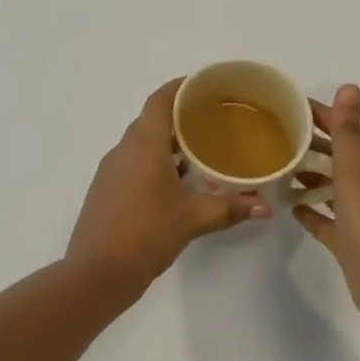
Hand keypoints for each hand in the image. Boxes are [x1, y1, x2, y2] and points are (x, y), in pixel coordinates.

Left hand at [67, 79, 271, 290]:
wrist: (95, 275)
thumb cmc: (145, 236)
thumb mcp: (192, 220)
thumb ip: (230, 208)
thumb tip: (265, 207)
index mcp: (143, 146)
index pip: (160, 100)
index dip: (180, 87)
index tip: (204, 85)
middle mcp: (123, 150)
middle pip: (151, 118)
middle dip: (180, 114)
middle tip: (213, 117)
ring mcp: (111, 170)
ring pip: (142, 142)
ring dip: (167, 140)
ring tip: (200, 148)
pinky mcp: (106, 189)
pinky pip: (133, 161)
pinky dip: (155, 159)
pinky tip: (177, 180)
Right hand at [294, 85, 359, 325]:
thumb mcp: (356, 166)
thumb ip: (348, 128)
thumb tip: (350, 87)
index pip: (342, 128)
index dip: (317, 114)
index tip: (283, 106)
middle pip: (334, 155)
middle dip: (307, 144)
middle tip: (268, 136)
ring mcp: (359, 214)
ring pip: (329, 186)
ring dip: (307, 175)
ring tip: (273, 167)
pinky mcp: (349, 241)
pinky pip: (325, 219)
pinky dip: (309, 210)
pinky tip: (288, 206)